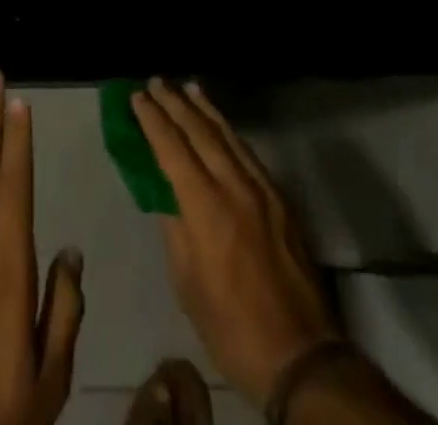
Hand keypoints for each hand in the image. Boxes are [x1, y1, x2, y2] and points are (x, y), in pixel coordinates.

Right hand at [132, 80, 338, 407]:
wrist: (300, 356)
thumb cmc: (230, 326)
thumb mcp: (186, 282)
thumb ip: (174, 227)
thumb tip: (165, 191)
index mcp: (205, 207)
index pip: (171, 148)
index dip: (152, 120)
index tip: (137, 96)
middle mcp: (234, 186)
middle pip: (199, 131)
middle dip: (175, 103)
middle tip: (156, 81)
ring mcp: (262, 190)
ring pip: (228, 135)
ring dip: (205, 109)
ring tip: (188, 87)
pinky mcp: (280, 200)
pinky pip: (248, 153)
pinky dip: (229, 131)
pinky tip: (221, 125)